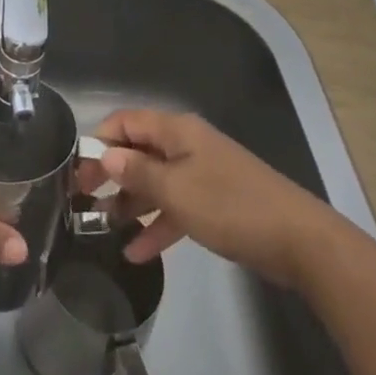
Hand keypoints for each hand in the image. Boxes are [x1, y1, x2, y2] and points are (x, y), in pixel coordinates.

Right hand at [89, 108, 331, 286]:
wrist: (299, 240)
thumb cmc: (230, 206)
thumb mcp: (176, 190)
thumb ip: (138, 172)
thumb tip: (107, 155)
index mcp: (177, 131)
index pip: (127, 122)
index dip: (100, 141)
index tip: (77, 170)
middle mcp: (187, 146)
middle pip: (139, 152)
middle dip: (111, 173)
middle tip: (81, 200)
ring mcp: (202, 175)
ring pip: (156, 182)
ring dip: (130, 202)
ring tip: (102, 227)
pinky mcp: (215, 204)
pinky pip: (176, 207)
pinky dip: (157, 224)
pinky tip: (136, 252)